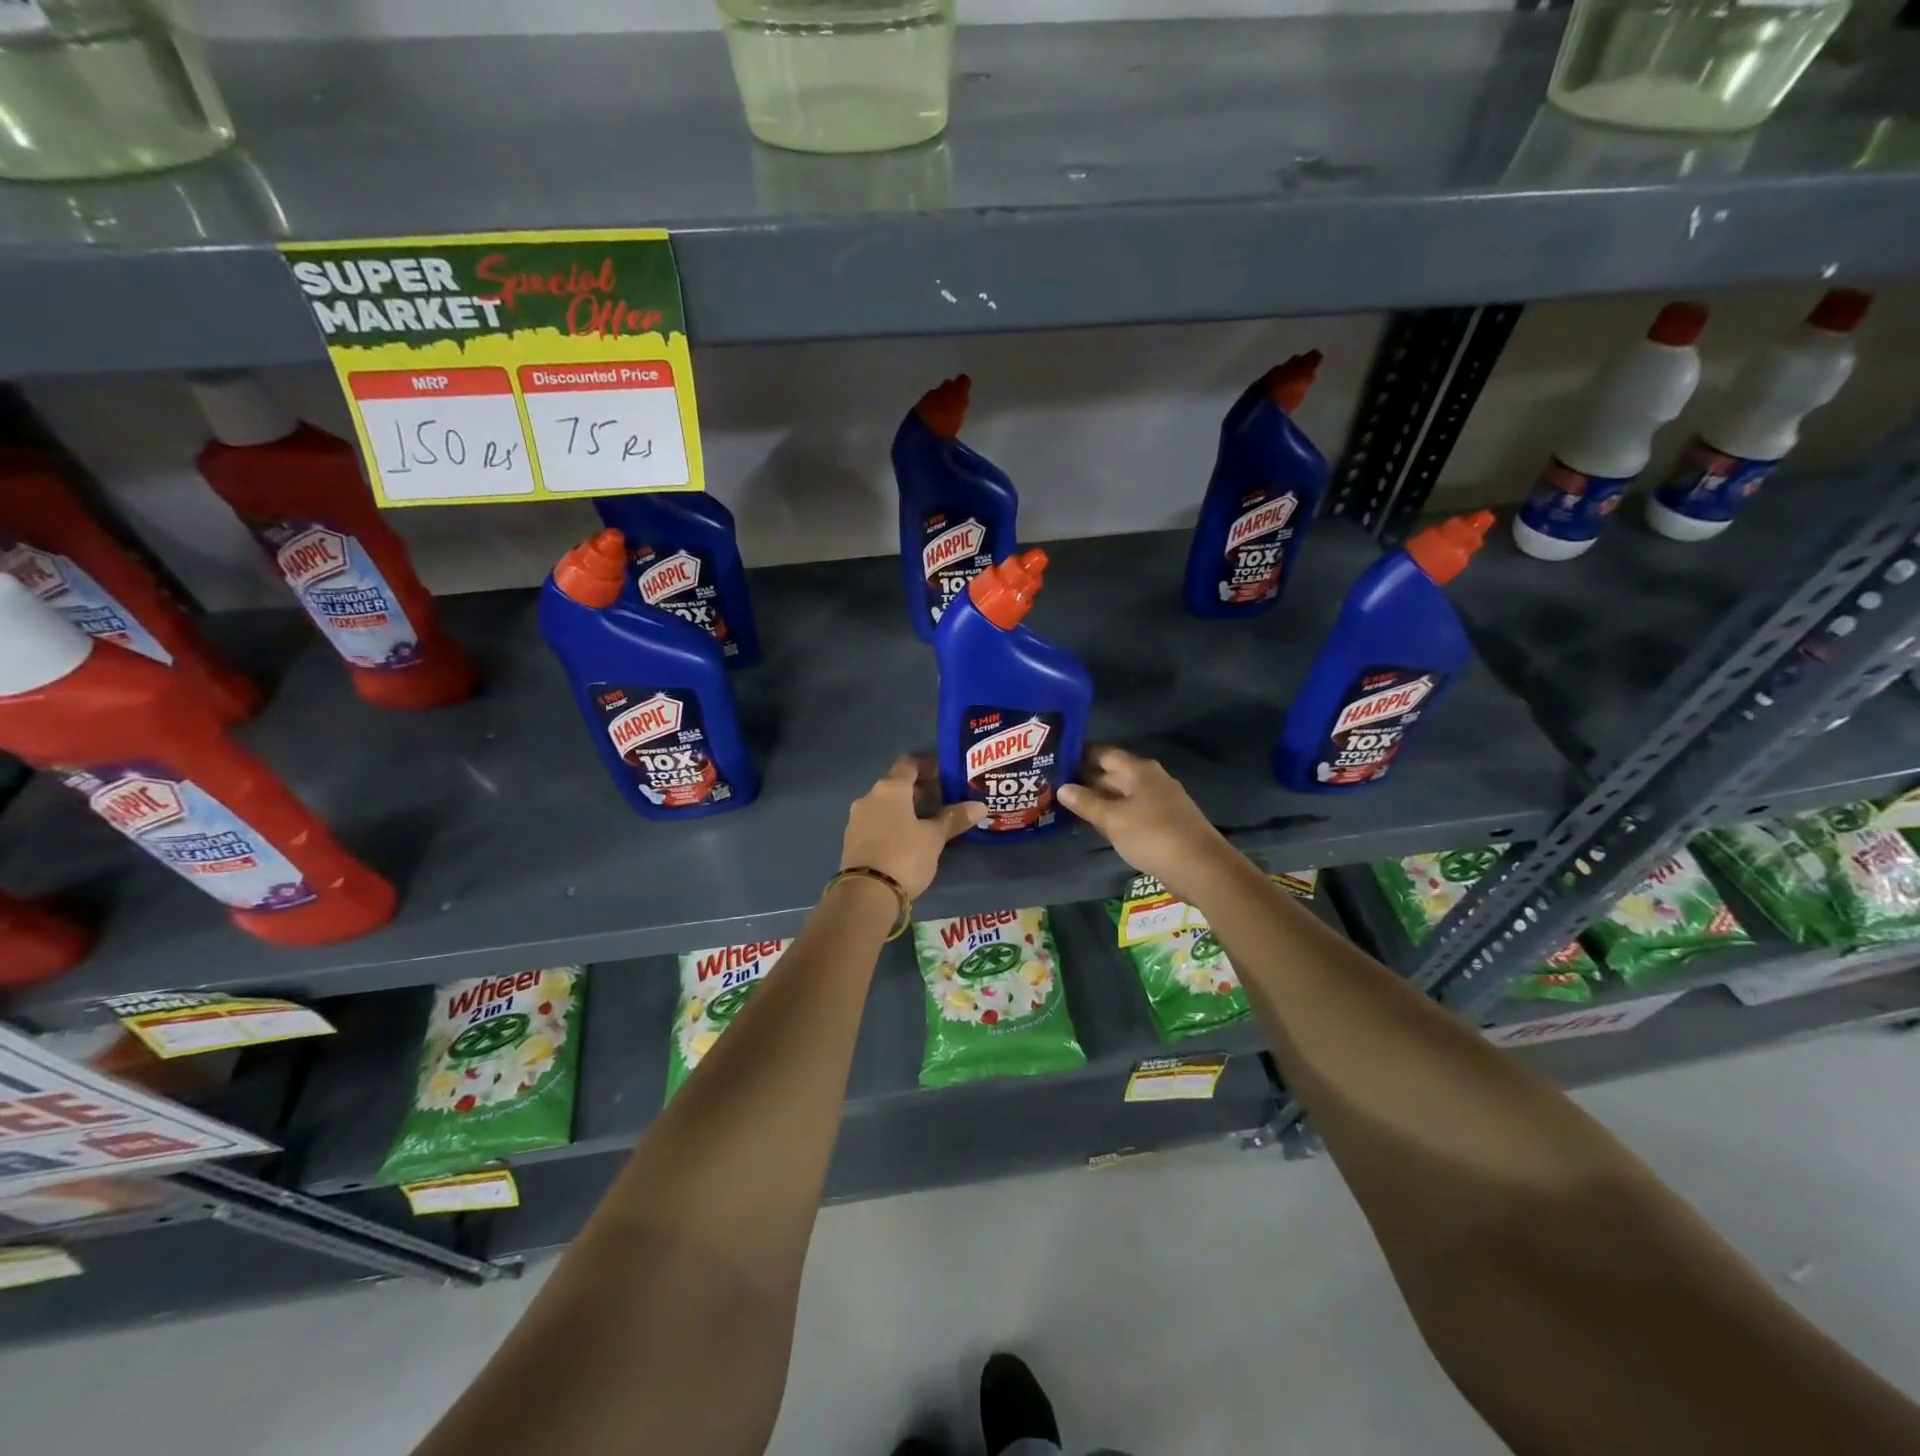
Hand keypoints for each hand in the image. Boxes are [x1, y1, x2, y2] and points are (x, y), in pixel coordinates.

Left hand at [840, 756, 986, 898]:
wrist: (865, 894)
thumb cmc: (904, 856)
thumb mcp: (934, 838)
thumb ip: (954, 818)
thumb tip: (980, 806)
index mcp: (890, 788)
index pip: (909, 763)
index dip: (928, 764)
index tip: (946, 771)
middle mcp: (869, 797)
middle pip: (897, 784)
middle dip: (921, 789)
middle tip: (945, 797)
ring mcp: (857, 819)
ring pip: (886, 804)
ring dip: (906, 807)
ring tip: (930, 819)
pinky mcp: (853, 840)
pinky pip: (877, 822)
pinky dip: (894, 823)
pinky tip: (909, 837)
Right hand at [1057, 745, 1239, 902]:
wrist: (1201, 867)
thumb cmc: (1152, 835)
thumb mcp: (1112, 819)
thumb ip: (1086, 802)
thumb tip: (1062, 787)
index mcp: (1138, 770)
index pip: (1103, 753)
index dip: (1080, 754)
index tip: (1055, 759)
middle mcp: (1150, 779)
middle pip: (1113, 773)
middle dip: (1086, 778)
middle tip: (1054, 785)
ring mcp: (1160, 800)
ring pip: (1122, 793)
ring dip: (1099, 798)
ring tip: (1069, 804)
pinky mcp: (1165, 822)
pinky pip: (1132, 810)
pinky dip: (1114, 814)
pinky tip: (1099, 824)